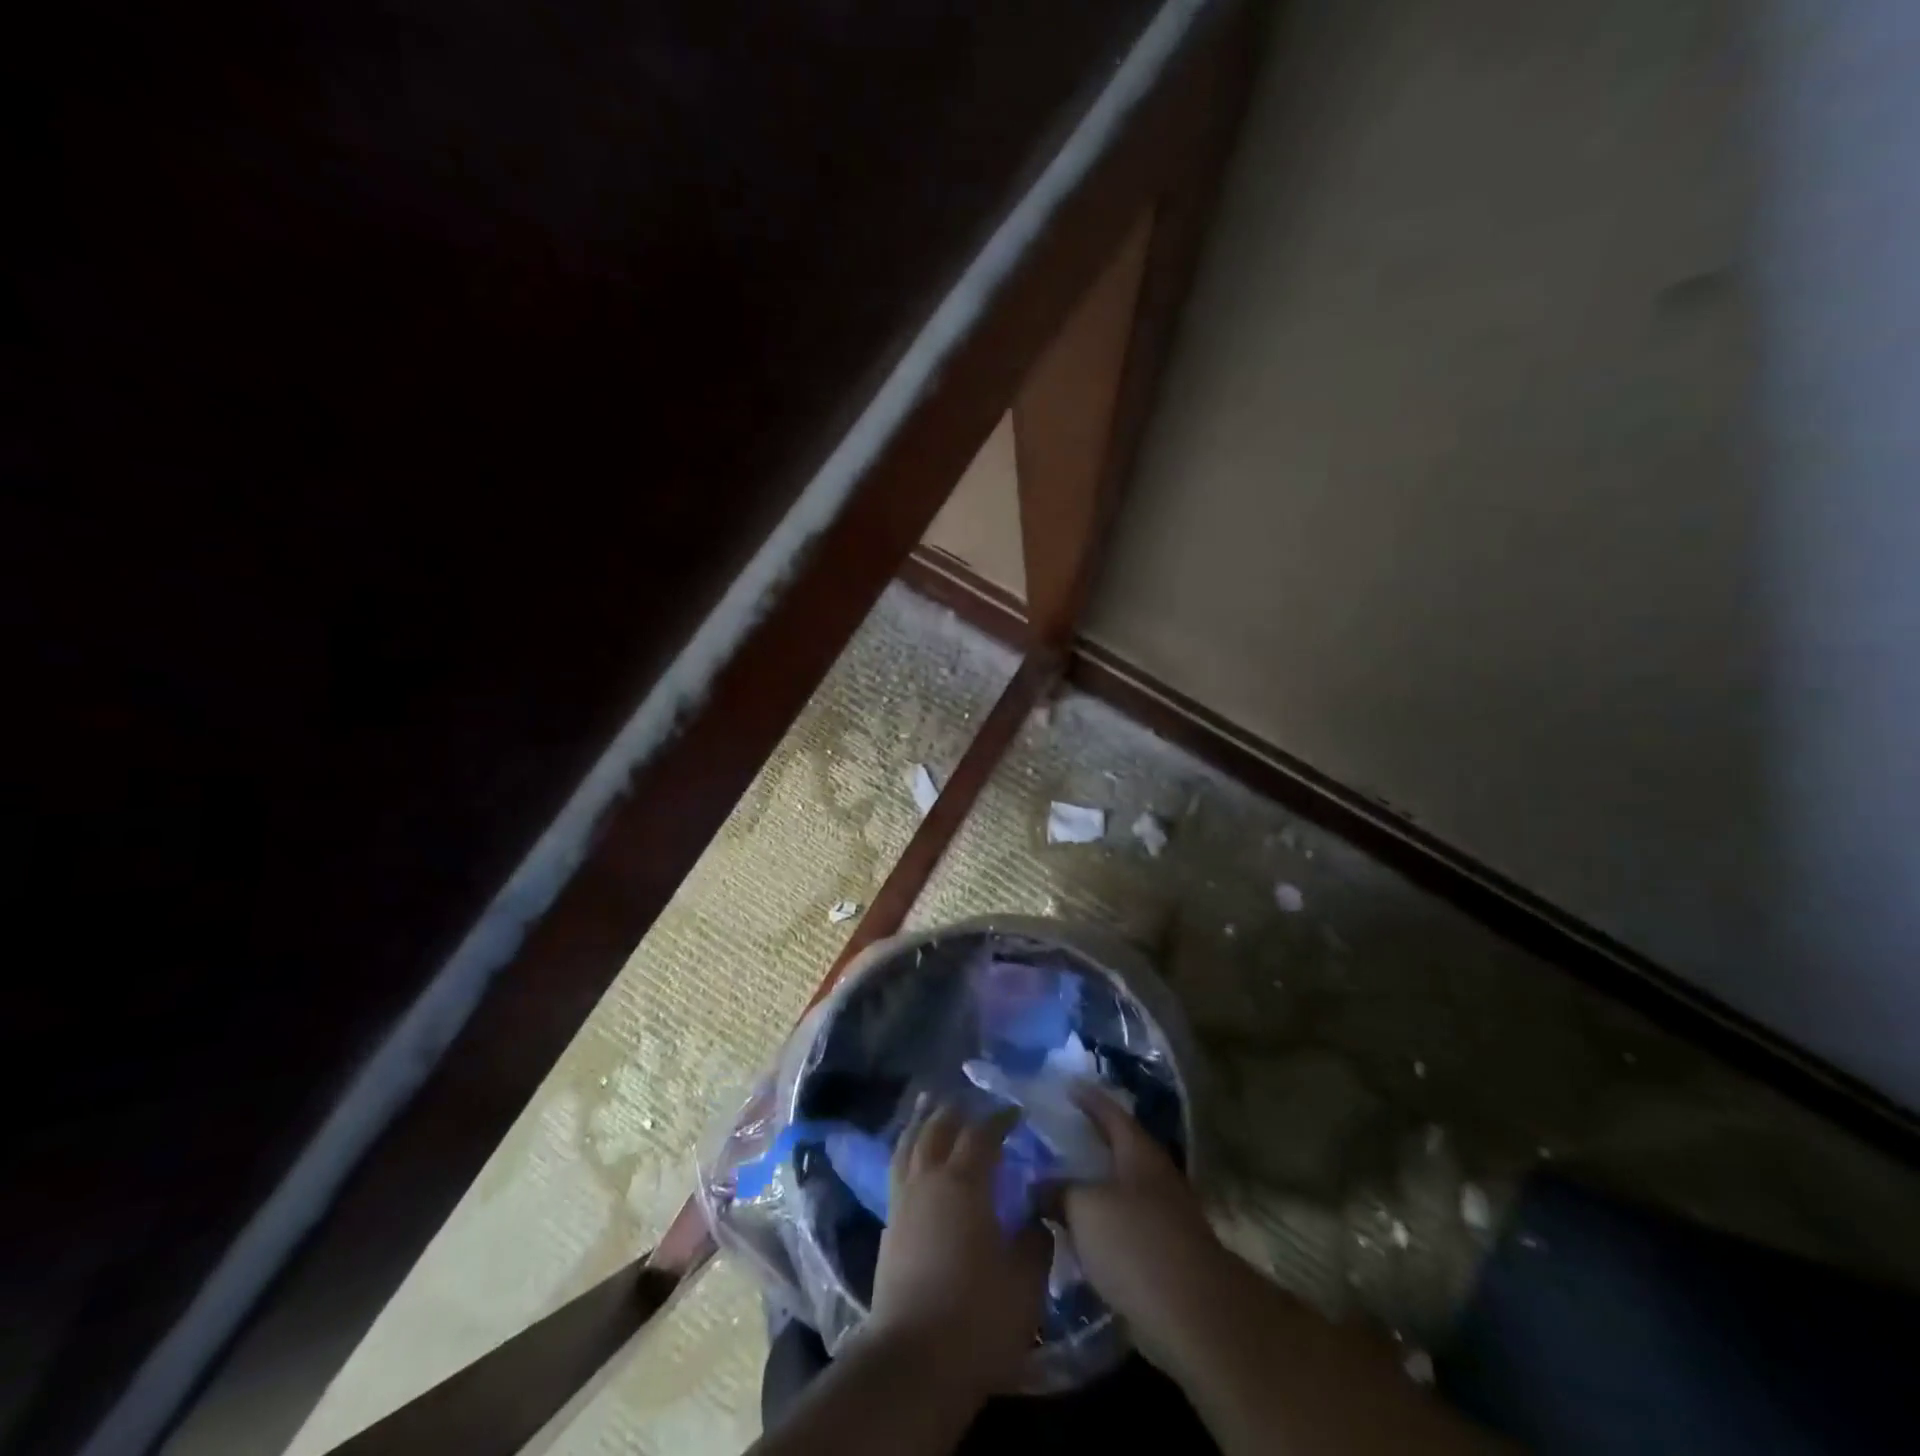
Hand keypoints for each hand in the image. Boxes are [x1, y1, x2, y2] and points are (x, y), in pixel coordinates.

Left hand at [866, 1099, 1050, 1398]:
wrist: (913, 1363)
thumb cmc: (978, 1317)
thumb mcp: (1026, 1281)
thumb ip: (1035, 1240)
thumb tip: (1036, 1216)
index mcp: (963, 1182)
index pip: (982, 1134)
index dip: (999, 1119)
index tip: (1014, 1112)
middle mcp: (929, 1181)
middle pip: (937, 1129)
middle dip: (954, 1111)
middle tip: (969, 1101)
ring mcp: (903, 1204)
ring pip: (909, 1146)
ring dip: (922, 1123)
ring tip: (928, 1108)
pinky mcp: (888, 1230)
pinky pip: (898, 1172)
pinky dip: (908, 1154)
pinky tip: (915, 1163)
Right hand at [1062, 1086, 1232, 1375]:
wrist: (1196, 1317)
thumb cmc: (1137, 1244)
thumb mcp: (1084, 1209)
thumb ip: (1057, 1190)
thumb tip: (1036, 1184)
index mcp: (1138, 1151)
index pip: (1110, 1111)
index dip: (1088, 1097)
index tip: (1066, 1086)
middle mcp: (1155, 1175)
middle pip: (1119, 1148)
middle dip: (1088, 1141)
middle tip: (1053, 1135)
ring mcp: (1165, 1215)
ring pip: (1121, 1188)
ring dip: (1094, 1185)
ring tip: (1057, 1184)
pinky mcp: (1165, 1254)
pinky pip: (1125, 1225)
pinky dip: (1102, 1222)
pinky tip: (1079, 1232)